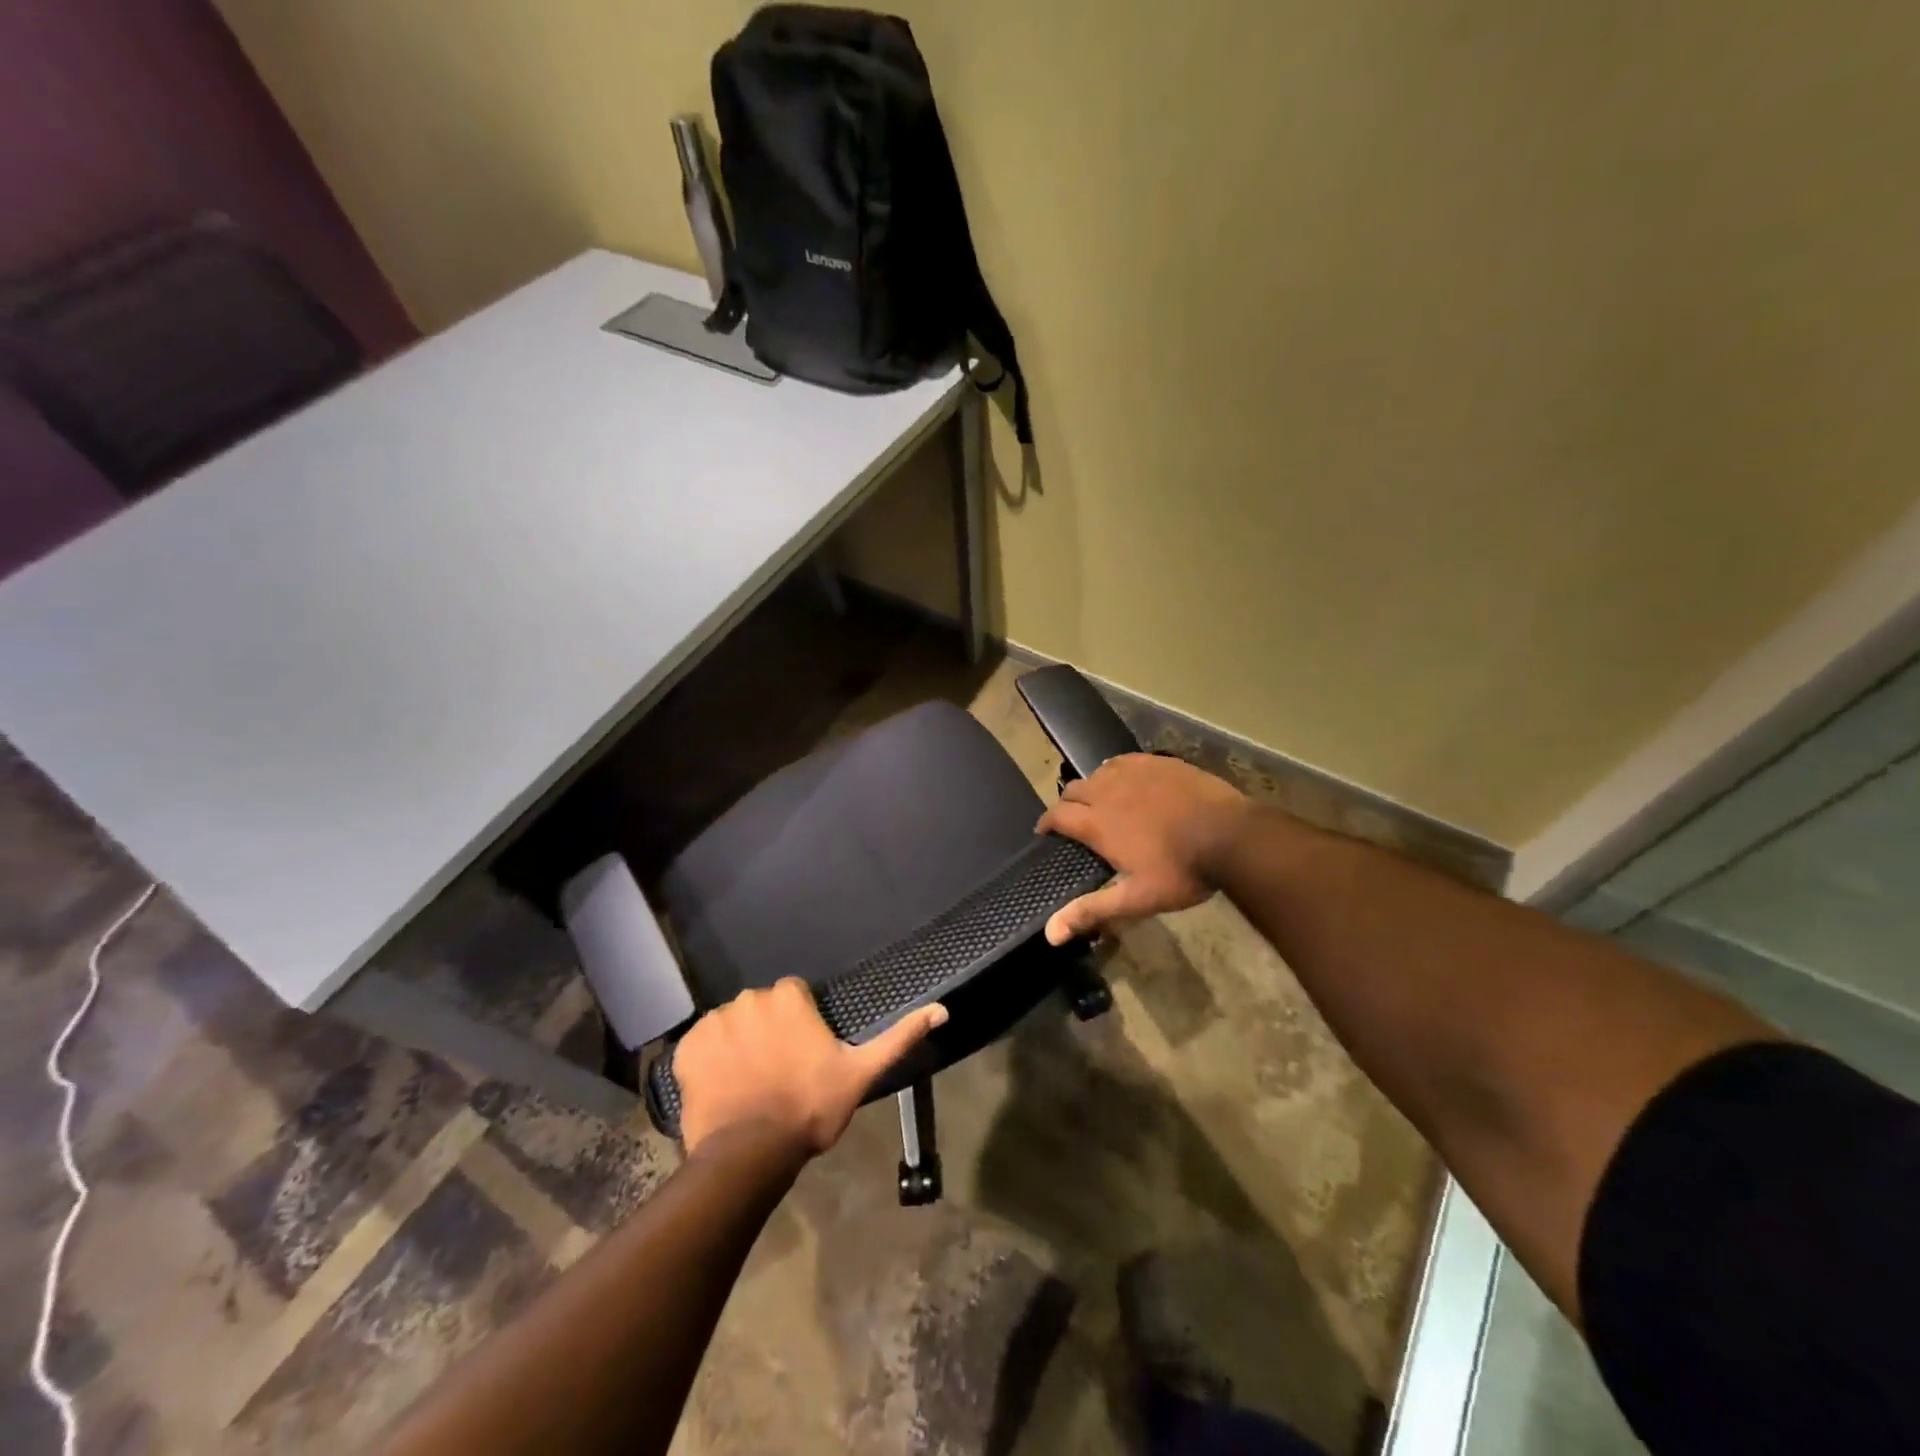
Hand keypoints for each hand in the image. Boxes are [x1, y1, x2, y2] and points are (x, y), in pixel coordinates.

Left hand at [673, 978, 946, 1158]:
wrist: (750, 1154)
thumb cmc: (809, 1108)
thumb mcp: (861, 1073)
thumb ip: (899, 1037)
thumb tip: (942, 1009)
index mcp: (788, 998)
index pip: (794, 995)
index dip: (800, 1023)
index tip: (804, 1054)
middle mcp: (749, 999)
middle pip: (762, 1007)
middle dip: (769, 1030)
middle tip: (778, 1071)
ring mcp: (713, 1023)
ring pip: (732, 1024)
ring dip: (740, 1043)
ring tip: (750, 1083)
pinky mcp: (686, 1049)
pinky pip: (701, 1044)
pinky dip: (710, 1060)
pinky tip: (723, 1087)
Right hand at [1036, 753, 1251, 944]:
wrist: (1231, 835)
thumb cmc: (1181, 870)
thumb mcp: (1137, 898)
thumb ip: (1092, 910)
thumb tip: (1050, 934)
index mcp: (1097, 823)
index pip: (1056, 815)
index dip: (1046, 823)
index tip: (1045, 833)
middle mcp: (1107, 790)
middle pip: (1072, 789)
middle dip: (1066, 804)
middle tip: (1073, 821)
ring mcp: (1133, 772)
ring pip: (1097, 772)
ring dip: (1091, 786)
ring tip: (1099, 801)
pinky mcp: (1157, 762)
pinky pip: (1123, 761)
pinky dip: (1115, 772)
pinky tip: (1127, 782)